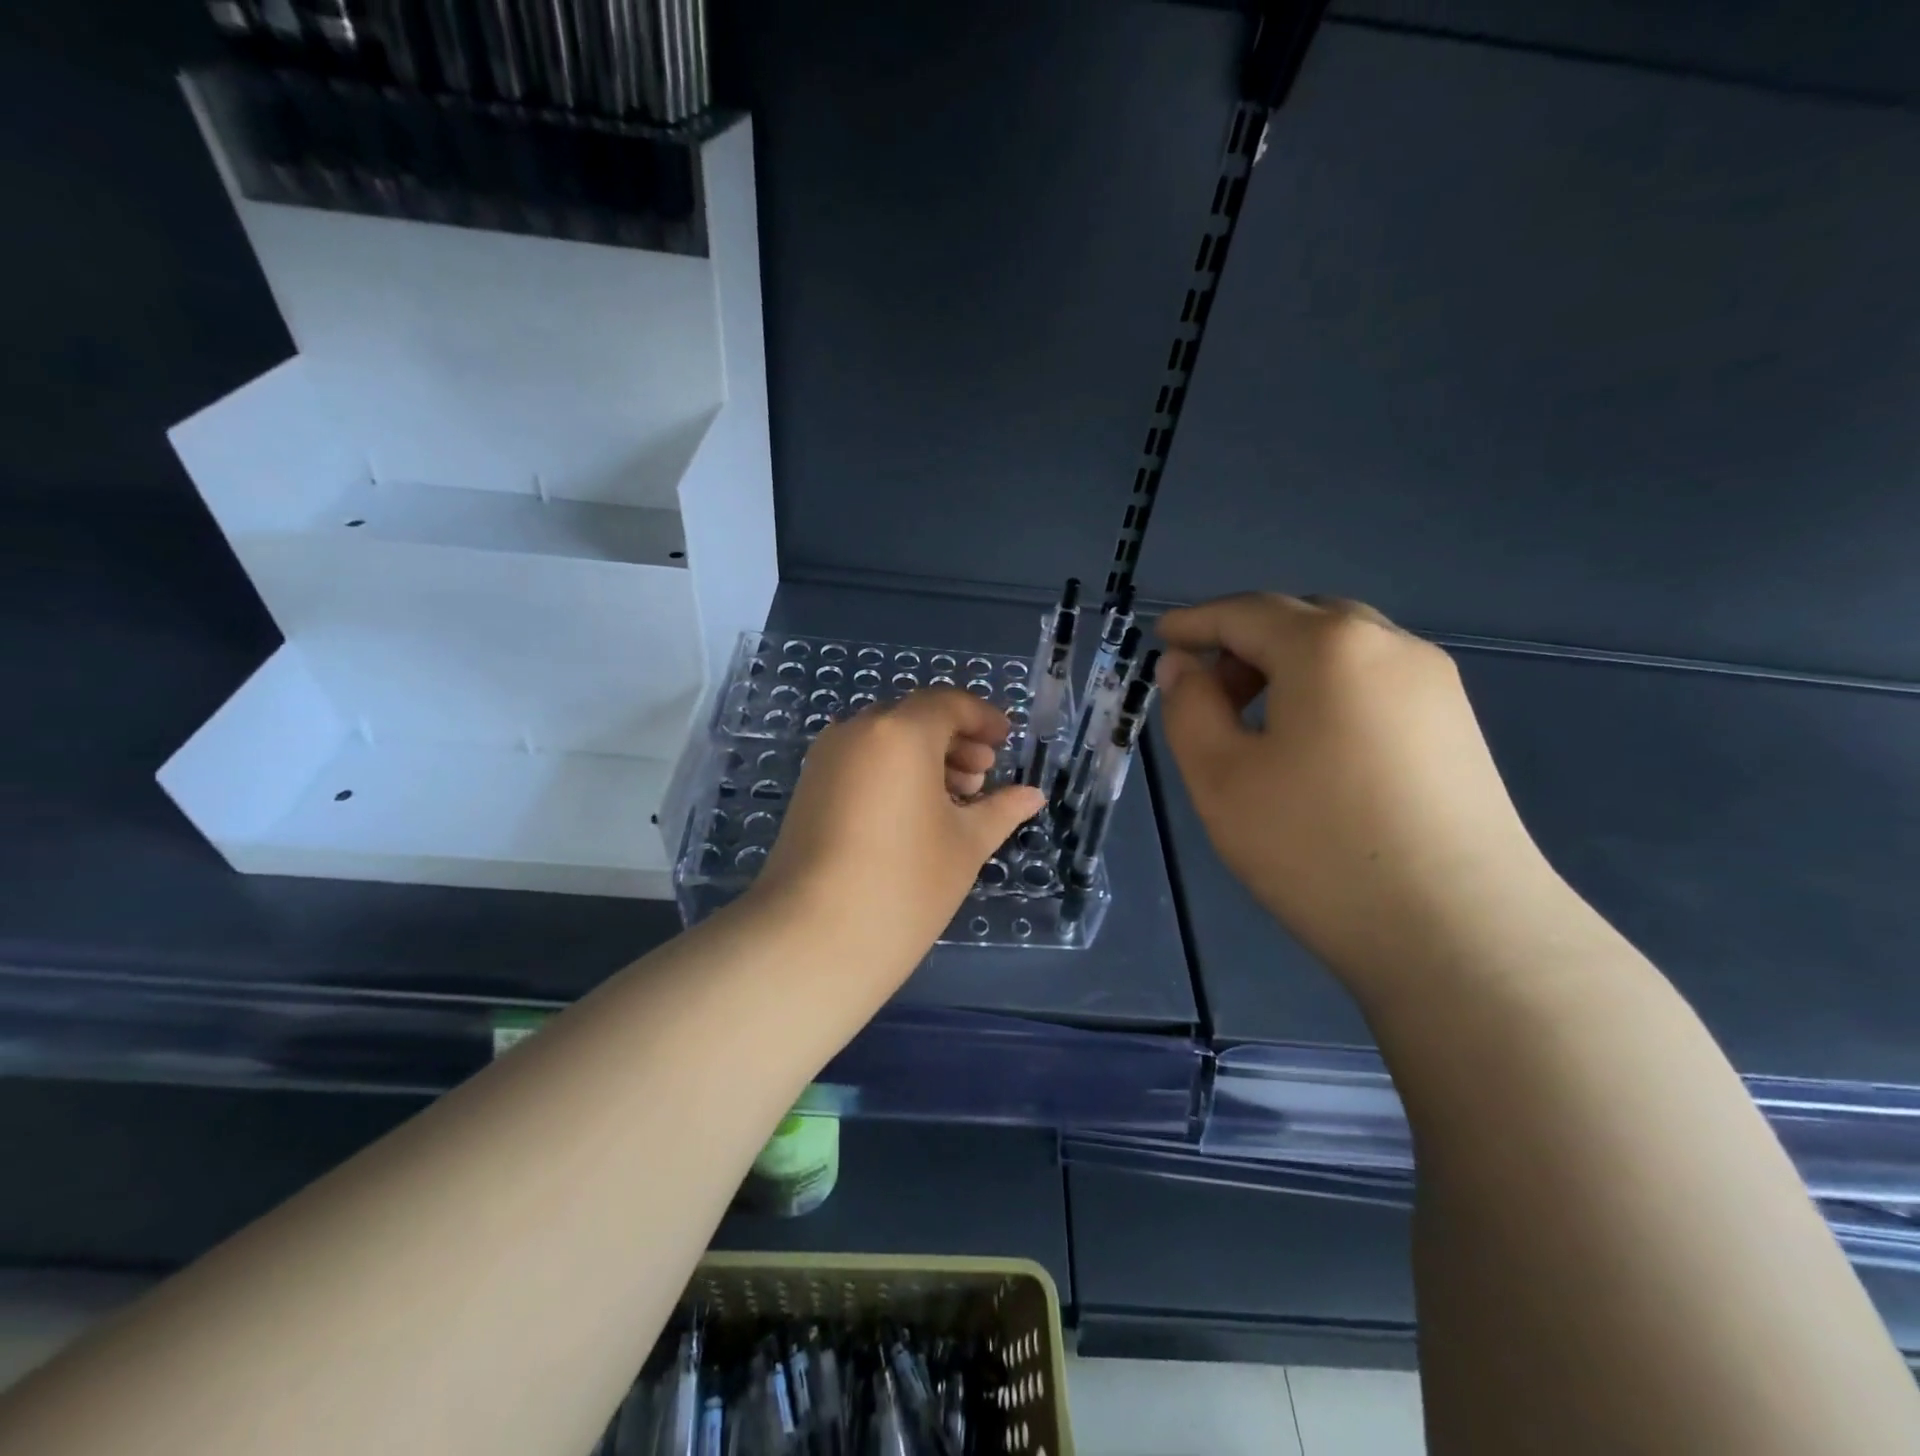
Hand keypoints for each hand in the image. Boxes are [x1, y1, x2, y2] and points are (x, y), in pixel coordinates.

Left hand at [750, 688, 1045, 993]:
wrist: (813, 937)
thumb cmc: (906, 883)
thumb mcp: (966, 844)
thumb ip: (1001, 809)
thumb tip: (1032, 795)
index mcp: (900, 732)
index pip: (948, 704)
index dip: (982, 718)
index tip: (1005, 741)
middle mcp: (857, 731)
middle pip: (914, 719)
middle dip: (954, 741)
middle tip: (982, 777)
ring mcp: (826, 759)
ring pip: (884, 741)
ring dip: (924, 758)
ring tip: (954, 801)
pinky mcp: (808, 789)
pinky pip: (860, 762)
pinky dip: (892, 773)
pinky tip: (915, 814)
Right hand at [1157, 593, 1560, 1000]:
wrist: (1459, 933)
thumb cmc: (1316, 846)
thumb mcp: (1220, 777)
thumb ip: (1189, 708)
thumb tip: (1184, 666)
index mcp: (1328, 646)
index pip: (1245, 612)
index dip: (1195, 622)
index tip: (1161, 638)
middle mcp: (1390, 645)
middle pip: (1300, 619)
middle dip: (1243, 643)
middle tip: (1206, 693)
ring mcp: (1435, 685)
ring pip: (1342, 649)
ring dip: (1287, 667)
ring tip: (1255, 725)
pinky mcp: (1457, 726)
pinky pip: (1374, 681)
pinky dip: (1327, 690)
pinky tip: (1312, 747)